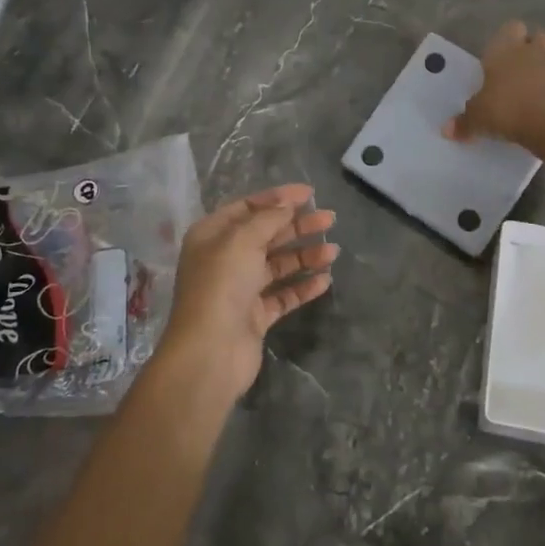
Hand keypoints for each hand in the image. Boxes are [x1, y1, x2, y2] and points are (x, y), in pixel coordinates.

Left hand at [155, 184, 337, 402]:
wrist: (210, 352)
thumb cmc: (222, 285)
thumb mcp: (242, 240)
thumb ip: (268, 218)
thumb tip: (287, 205)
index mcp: (212, 235)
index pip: (248, 207)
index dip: (278, 198)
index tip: (310, 194)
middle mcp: (224, 259)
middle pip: (266, 235)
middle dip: (297, 226)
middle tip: (329, 220)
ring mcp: (240, 289)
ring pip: (277, 265)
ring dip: (305, 255)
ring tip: (334, 251)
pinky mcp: (255, 316)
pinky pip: (283, 295)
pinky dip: (302, 286)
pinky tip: (324, 280)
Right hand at [444, 20, 544, 149]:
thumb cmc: (506, 109)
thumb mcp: (478, 118)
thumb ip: (463, 122)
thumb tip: (447, 130)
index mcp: (506, 49)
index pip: (510, 28)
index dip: (506, 38)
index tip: (497, 56)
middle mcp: (532, 51)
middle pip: (537, 36)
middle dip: (529, 48)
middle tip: (516, 69)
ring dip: (544, 67)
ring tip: (531, 88)